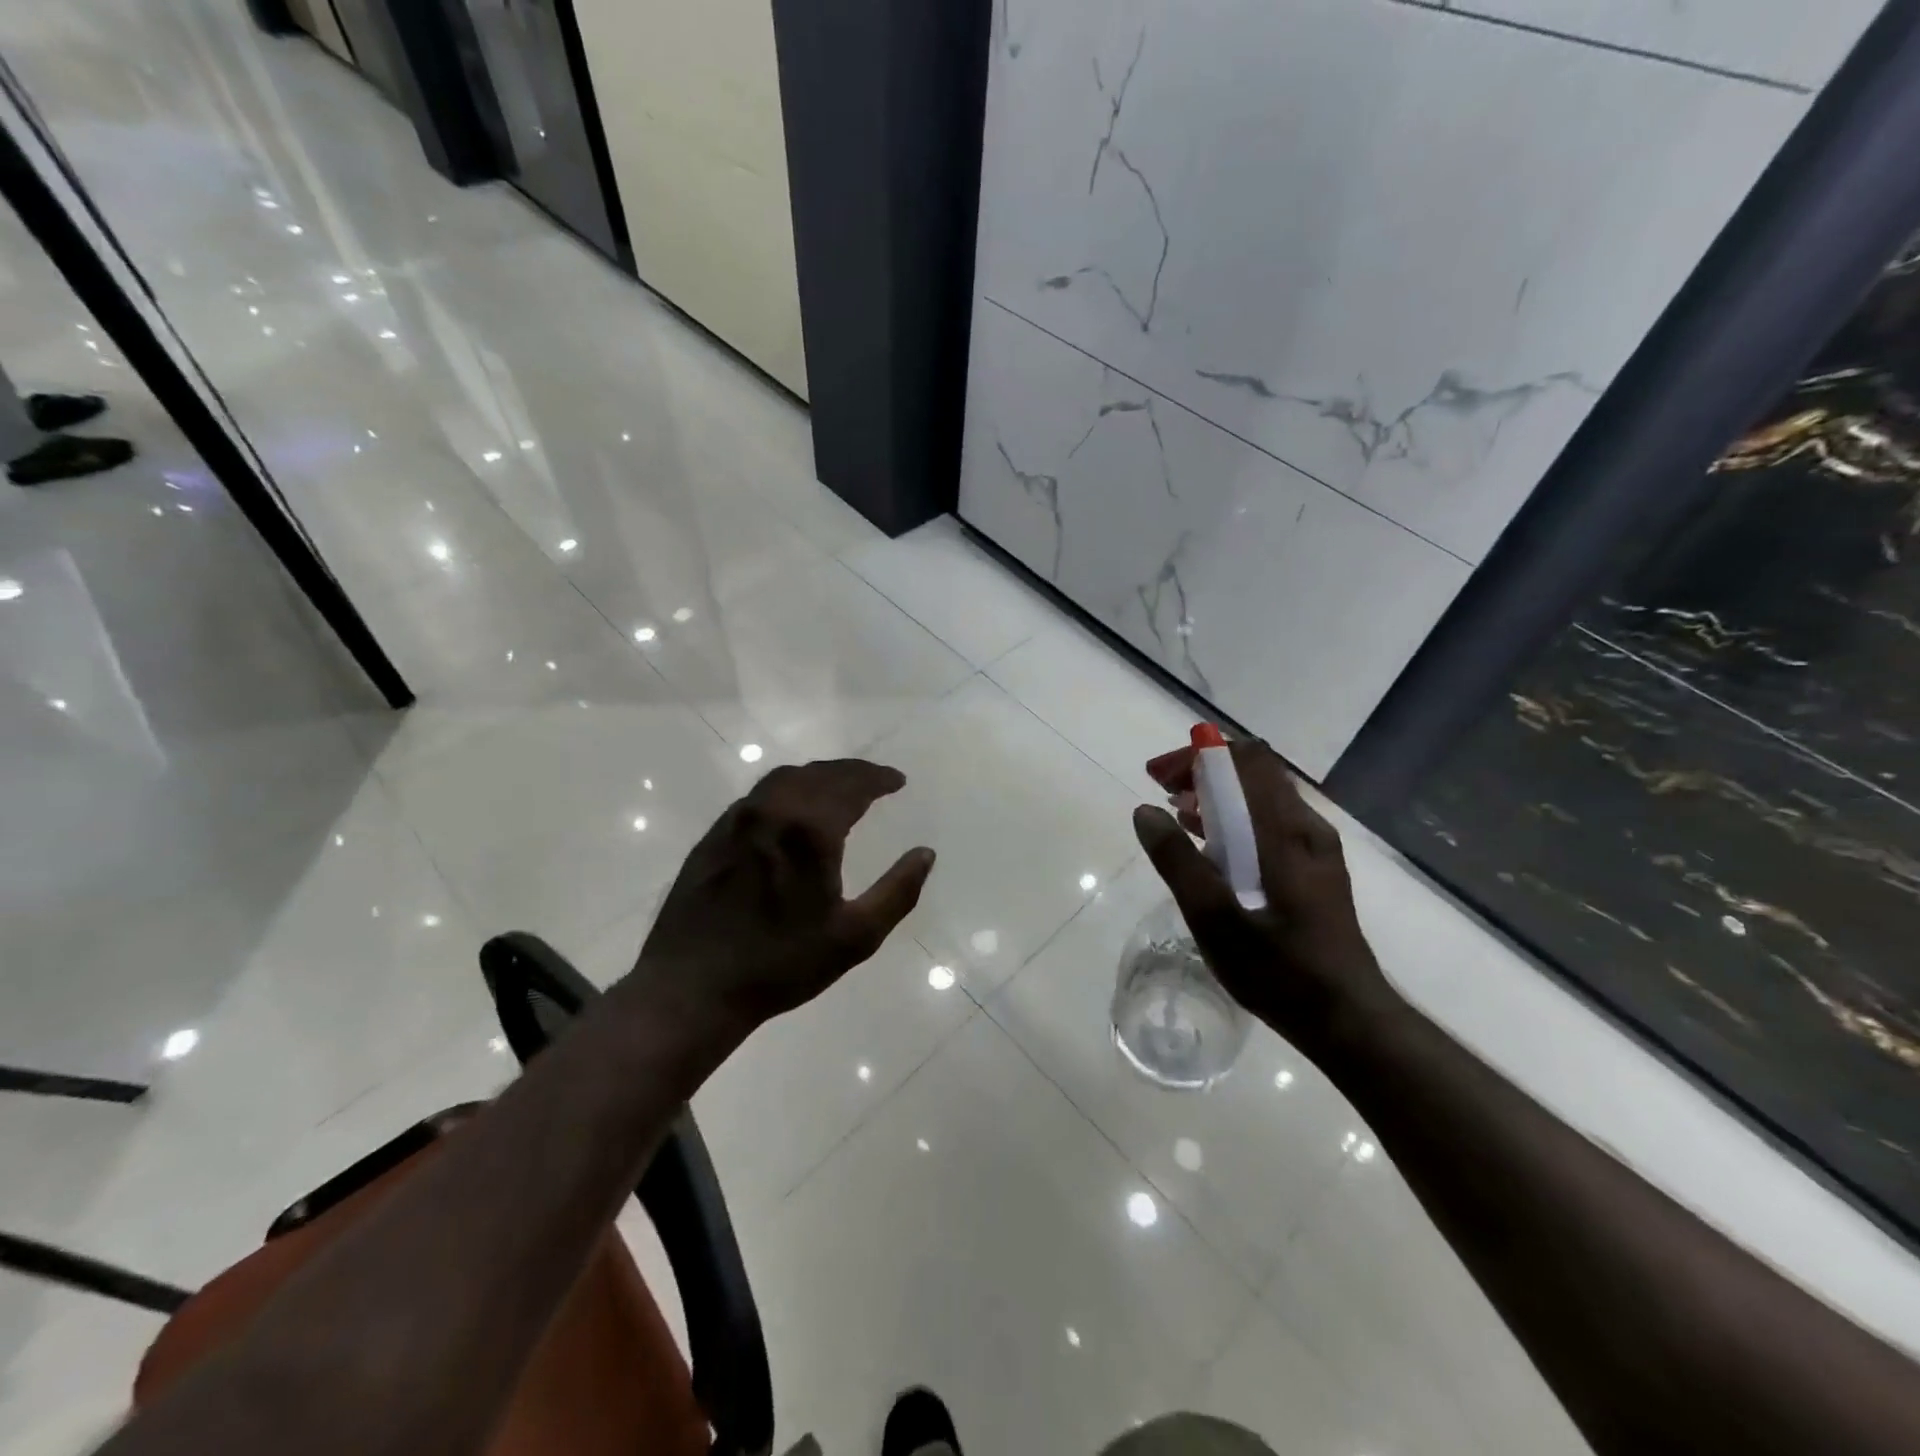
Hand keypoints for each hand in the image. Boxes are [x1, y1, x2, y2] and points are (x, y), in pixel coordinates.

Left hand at [628, 759, 934, 1042]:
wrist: (692, 987)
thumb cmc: (782, 964)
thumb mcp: (856, 937)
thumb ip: (898, 891)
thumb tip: (926, 853)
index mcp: (809, 830)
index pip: (852, 785)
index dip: (878, 778)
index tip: (898, 781)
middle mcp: (772, 811)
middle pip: (819, 774)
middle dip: (852, 772)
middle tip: (876, 780)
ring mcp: (737, 820)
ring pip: (785, 779)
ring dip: (819, 776)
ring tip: (840, 787)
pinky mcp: (714, 835)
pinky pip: (759, 795)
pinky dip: (788, 789)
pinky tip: (793, 809)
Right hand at [1132, 737, 1398, 1060]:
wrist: (1349, 1020)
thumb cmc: (1279, 970)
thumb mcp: (1214, 919)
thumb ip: (1178, 862)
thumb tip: (1145, 811)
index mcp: (1285, 832)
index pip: (1246, 759)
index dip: (1200, 754)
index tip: (1161, 775)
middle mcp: (1306, 828)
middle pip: (1254, 773)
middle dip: (1204, 772)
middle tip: (1163, 792)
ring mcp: (1315, 849)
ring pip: (1262, 799)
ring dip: (1217, 796)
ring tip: (1177, 816)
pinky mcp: (1316, 870)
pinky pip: (1270, 824)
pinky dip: (1235, 821)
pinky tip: (1211, 850)